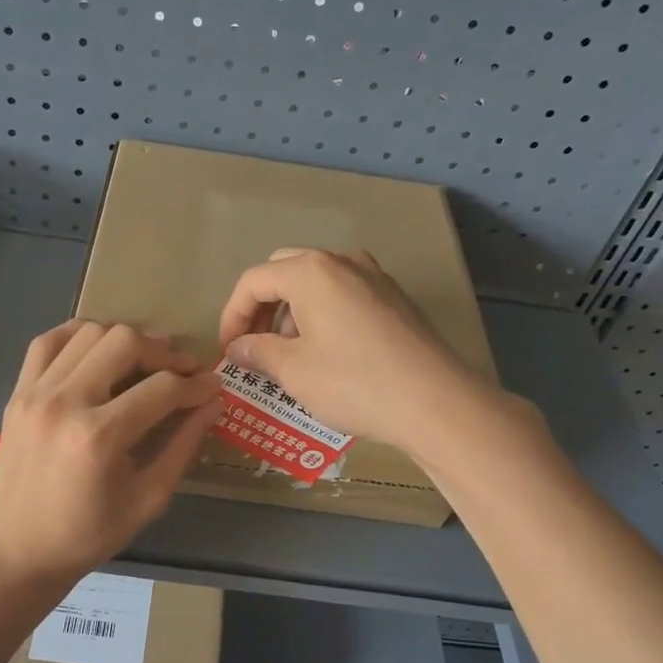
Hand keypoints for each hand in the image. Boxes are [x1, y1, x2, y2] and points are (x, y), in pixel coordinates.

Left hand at [0, 320, 223, 586]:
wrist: (18, 550)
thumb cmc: (88, 534)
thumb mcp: (148, 499)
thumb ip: (183, 446)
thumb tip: (213, 403)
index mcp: (99, 437)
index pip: (162, 389)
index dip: (196, 385)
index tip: (213, 386)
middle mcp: (65, 402)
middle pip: (124, 342)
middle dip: (163, 352)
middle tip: (181, 370)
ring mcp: (35, 392)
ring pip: (89, 332)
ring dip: (124, 339)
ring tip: (143, 360)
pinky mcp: (18, 392)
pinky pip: (48, 341)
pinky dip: (78, 335)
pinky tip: (98, 349)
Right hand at [217, 248, 490, 452]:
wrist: (434, 400)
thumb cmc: (353, 382)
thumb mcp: (293, 370)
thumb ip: (256, 352)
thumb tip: (237, 348)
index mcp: (311, 271)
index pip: (253, 281)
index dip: (232, 315)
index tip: (228, 351)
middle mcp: (342, 262)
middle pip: (284, 272)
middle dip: (261, 307)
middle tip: (253, 345)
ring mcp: (374, 277)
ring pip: (317, 282)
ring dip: (292, 311)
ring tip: (288, 354)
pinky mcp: (395, 298)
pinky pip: (344, 295)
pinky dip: (322, 314)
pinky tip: (326, 352)